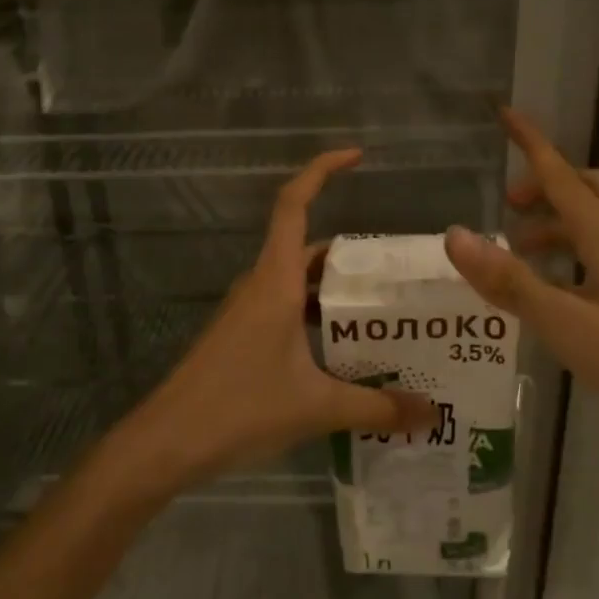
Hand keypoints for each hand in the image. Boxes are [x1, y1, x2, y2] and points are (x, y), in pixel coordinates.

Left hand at [119, 150, 435, 491]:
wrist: (167, 442)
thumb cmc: (239, 408)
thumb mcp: (317, 407)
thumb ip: (377, 407)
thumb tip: (432, 414)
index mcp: (275, 281)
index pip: (293, 203)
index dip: (322, 170)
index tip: (357, 156)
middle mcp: (260, 285)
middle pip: (306, 247)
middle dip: (351, 253)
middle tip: (399, 273)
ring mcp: (247, 311)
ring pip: (296, 282)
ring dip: (334, 289)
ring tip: (383, 311)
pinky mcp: (241, 336)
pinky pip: (285, 309)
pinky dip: (316, 316)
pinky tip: (344, 350)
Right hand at [441, 108, 598, 464]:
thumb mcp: (567, 325)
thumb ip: (510, 282)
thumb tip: (454, 235)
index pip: (559, 176)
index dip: (530, 143)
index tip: (505, 113)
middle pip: (584, 189)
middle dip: (544, 184)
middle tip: (509, 206)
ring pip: (594, 223)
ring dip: (554, 223)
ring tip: (518, 252)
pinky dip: (570, 253)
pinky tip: (557, 291)